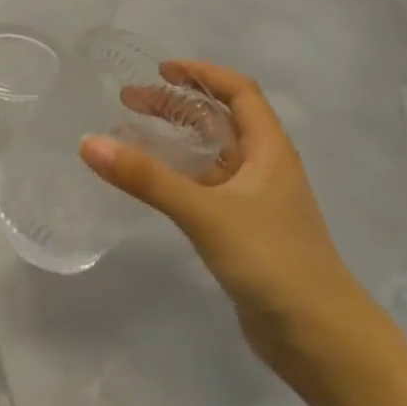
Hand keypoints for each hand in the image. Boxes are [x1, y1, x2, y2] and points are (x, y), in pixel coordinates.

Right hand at [80, 60, 369, 366]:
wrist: (318, 335)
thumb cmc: (271, 259)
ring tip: (130, 138)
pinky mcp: (243, 234)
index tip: (160, 70)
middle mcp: (264, 170)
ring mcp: (255, 204)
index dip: (202, 74)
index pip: (240, 92)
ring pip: (211, 158)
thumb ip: (147, 179)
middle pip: (220, 122)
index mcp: (269, 151)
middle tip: (128, 102)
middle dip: (177, 106)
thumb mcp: (205, 212)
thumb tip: (89, 143)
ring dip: (175, 143)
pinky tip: (151, 189)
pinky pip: (205, 191)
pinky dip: (178, 179)